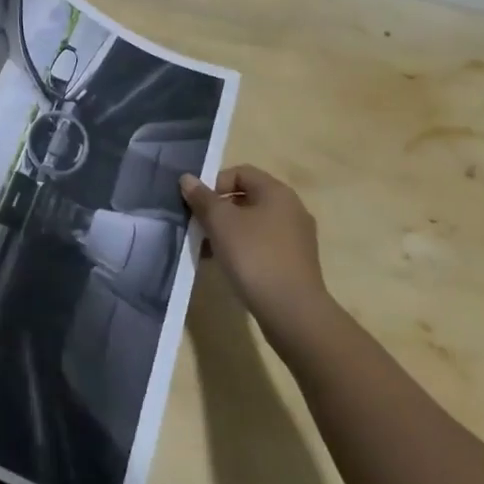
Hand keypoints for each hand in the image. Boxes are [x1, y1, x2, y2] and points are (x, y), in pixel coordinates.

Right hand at [180, 164, 328, 318]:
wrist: (292, 311)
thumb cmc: (254, 256)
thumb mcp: (220, 222)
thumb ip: (202, 197)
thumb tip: (187, 178)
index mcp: (277, 192)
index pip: (240, 172)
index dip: (214, 182)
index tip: (198, 205)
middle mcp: (291, 209)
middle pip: (247, 197)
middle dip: (218, 209)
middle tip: (199, 226)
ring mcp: (296, 237)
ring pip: (253, 223)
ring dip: (228, 231)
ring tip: (208, 249)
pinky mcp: (295, 262)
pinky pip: (263, 244)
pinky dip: (243, 248)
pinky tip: (227, 265)